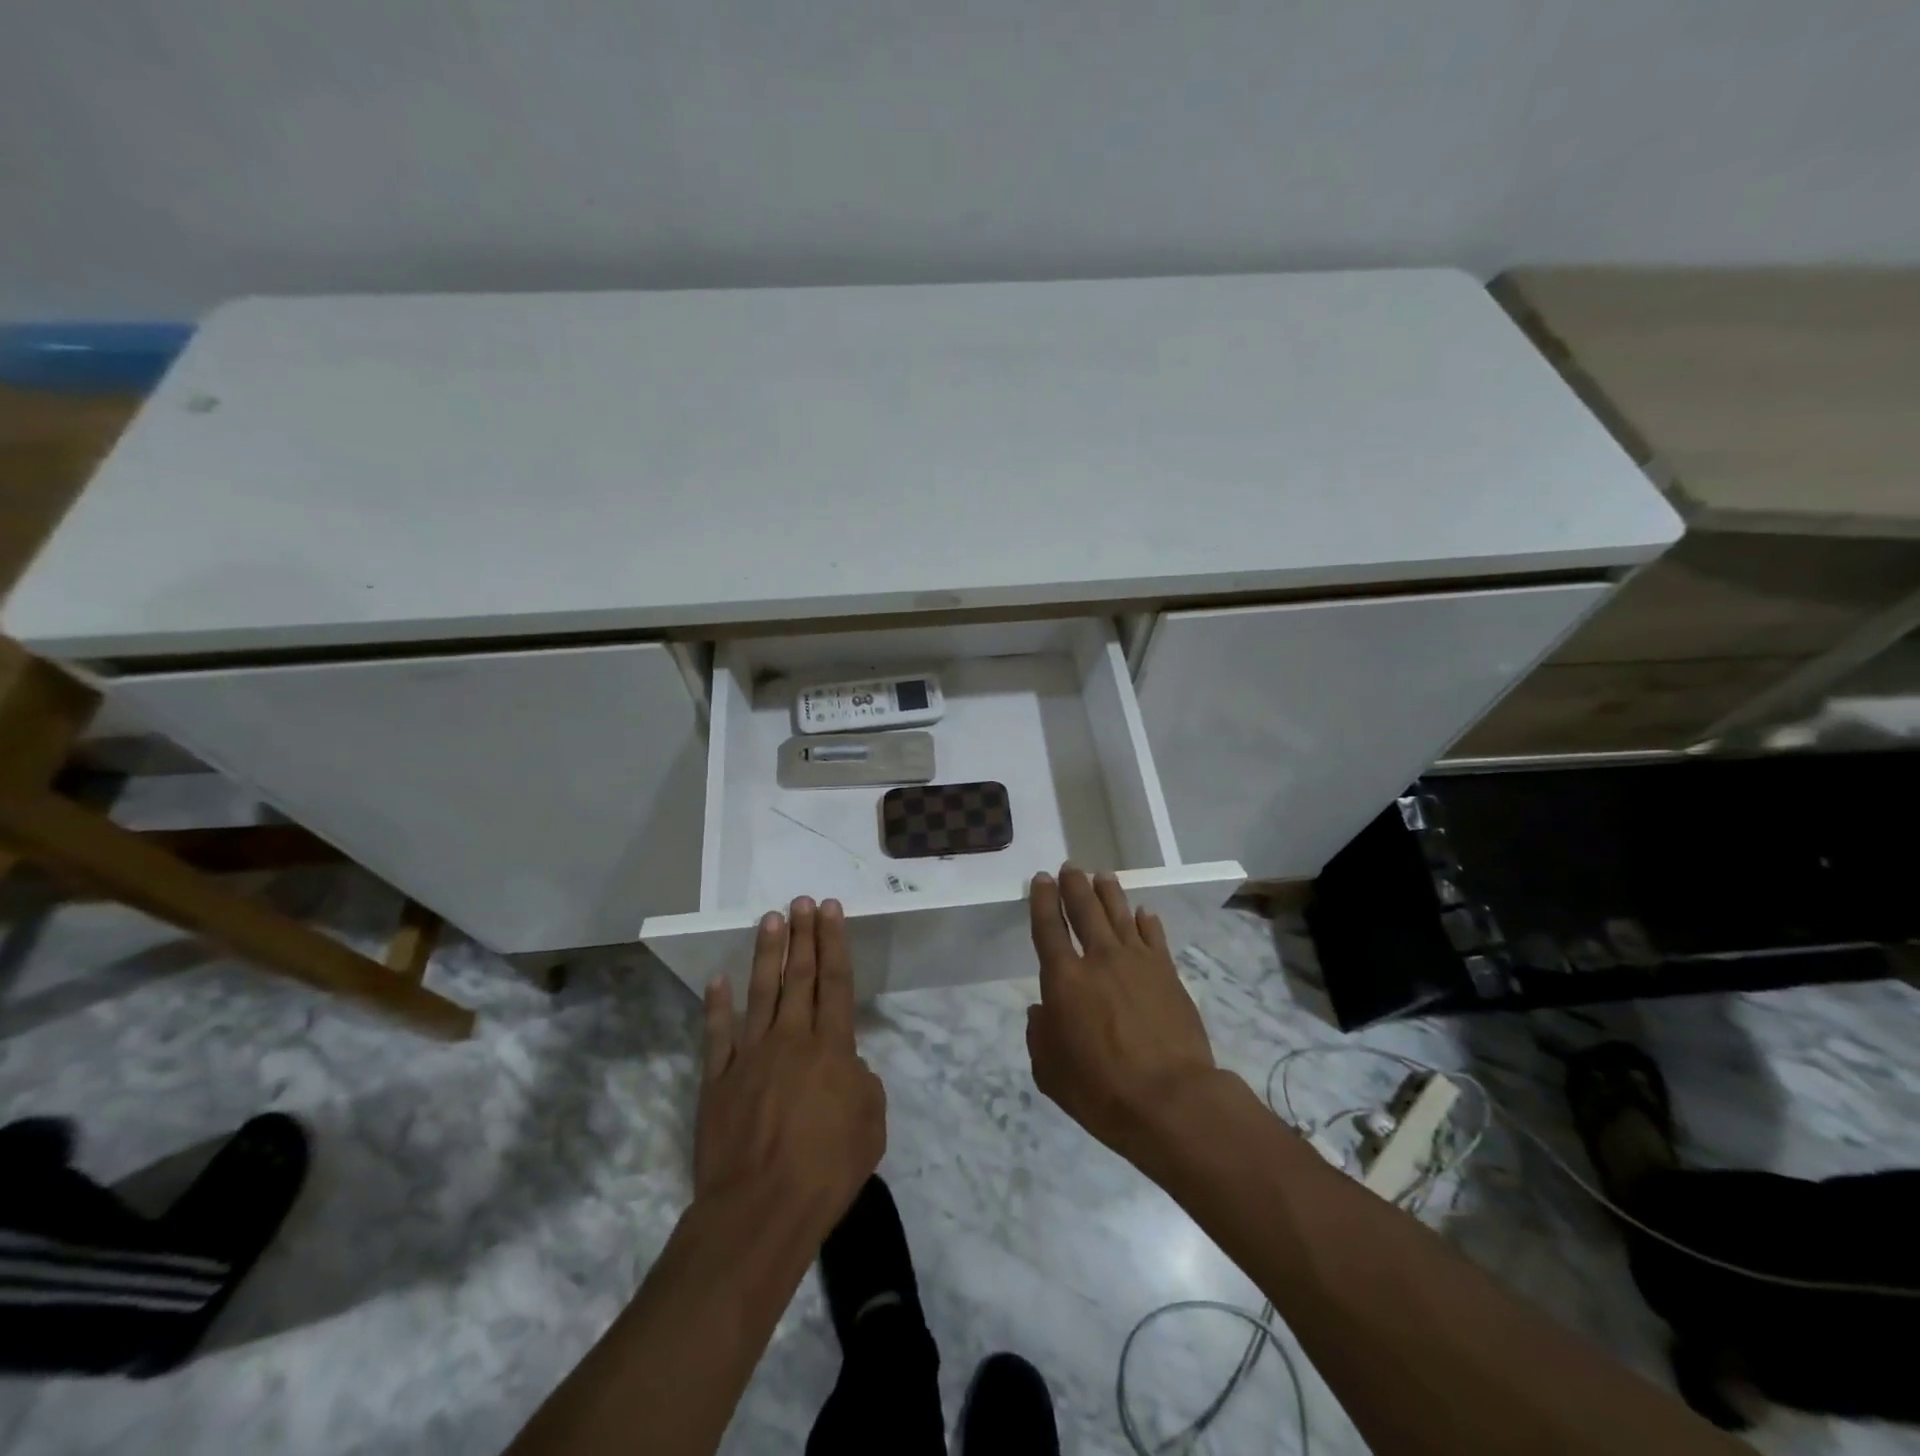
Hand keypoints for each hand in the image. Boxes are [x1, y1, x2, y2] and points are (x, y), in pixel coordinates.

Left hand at [696, 897, 885, 1239]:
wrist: (760, 1209)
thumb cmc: (826, 1170)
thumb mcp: (870, 1126)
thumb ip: (863, 1086)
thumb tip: (849, 1067)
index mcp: (831, 1049)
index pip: (834, 982)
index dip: (833, 942)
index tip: (830, 909)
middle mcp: (791, 1040)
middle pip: (798, 977)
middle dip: (802, 935)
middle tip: (801, 901)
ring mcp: (750, 1057)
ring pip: (760, 993)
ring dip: (766, 954)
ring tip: (770, 919)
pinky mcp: (717, 1081)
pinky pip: (718, 1035)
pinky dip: (716, 1006)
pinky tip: (717, 980)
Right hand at [1025, 866, 1220, 1162]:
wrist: (1171, 1100)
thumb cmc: (1101, 1091)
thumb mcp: (1050, 1072)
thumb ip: (1040, 1035)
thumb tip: (1041, 1011)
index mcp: (1065, 980)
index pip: (1048, 928)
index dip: (1043, 900)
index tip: (1041, 879)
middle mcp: (1099, 959)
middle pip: (1085, 910)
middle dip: (1074, 885)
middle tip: (1070, 867)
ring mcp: (1138, 962)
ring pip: (1120, 914)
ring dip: (1109, 892)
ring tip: (1102, 875)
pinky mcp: (1168, 973)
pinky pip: (1154, 937)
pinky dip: (1146, 921)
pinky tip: (1143, 912)